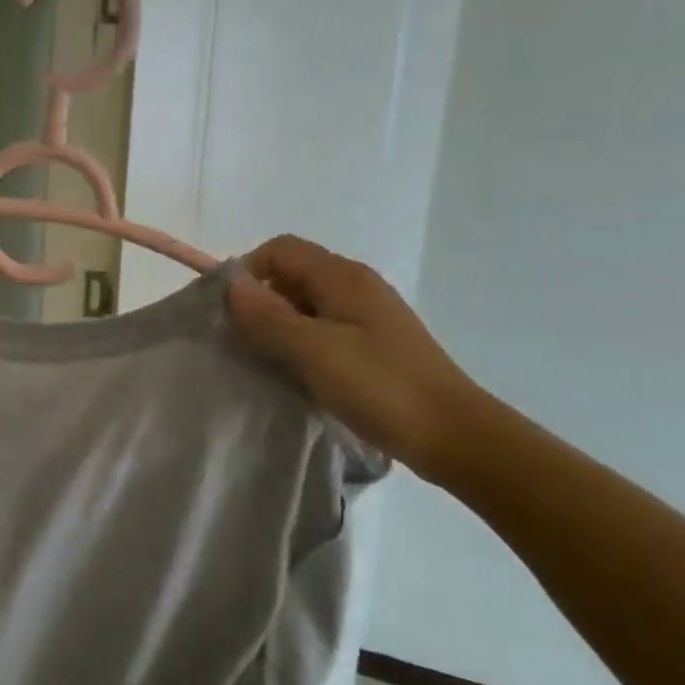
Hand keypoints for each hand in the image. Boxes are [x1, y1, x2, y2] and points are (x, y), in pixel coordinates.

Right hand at [226, 237, 483, 477]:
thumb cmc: (381, 386)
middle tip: (243, 342)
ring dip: (280, 325)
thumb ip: (268, 316)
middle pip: (292, 274)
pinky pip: (324, 329)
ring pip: (306, 304)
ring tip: (266, 362)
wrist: (453, 435)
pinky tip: (298, 375)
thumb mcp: (314, 351)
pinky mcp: (374, 344)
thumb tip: (230, 285)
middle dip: (261, 301)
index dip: (248, 271)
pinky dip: (302, 344)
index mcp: (342, 277)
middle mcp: (356, 286)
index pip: (280, 249)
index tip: (231, 313)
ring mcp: (368, 316)